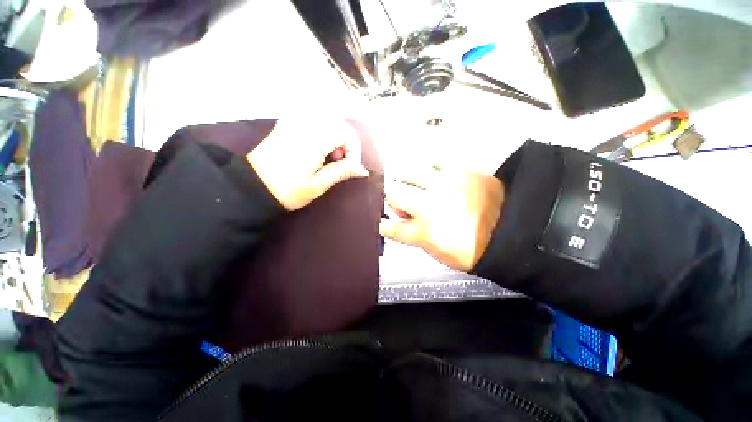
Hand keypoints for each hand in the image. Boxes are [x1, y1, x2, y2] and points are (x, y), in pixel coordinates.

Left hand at [248, 119, 369, 209]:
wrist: (251, 185)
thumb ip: (342, 172)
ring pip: (328, 120)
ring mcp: (294, 119)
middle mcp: (305, 122)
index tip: (350, 168)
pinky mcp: (288, 122)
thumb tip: (364, 170)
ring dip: (335, 138)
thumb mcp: (318, 184)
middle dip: (346, 144)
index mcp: (313, 138)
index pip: (347, 133)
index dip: (354, 151)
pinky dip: (323, 133)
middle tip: (338, 164)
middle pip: (339, 124)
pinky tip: (317, 148)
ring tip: (327, 158)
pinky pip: (315, 120)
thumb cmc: (286, 190)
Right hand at [380, 166, 504, 271]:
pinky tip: (433, 175)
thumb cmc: (472, 248)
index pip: (392, 227)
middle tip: (405, 203)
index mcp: (425, 232)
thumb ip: (414, 236)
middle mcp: (430, 205)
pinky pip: (432, 160)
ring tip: (418, 186)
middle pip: (394, 193)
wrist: (511, 230)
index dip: (385, 225)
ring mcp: (444, 184)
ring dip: (408, 181)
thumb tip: (399, 222)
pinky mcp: (460, 170)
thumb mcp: (438, 251)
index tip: (383, 223)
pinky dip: (427, 168)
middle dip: (394, 199)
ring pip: (408, 171)